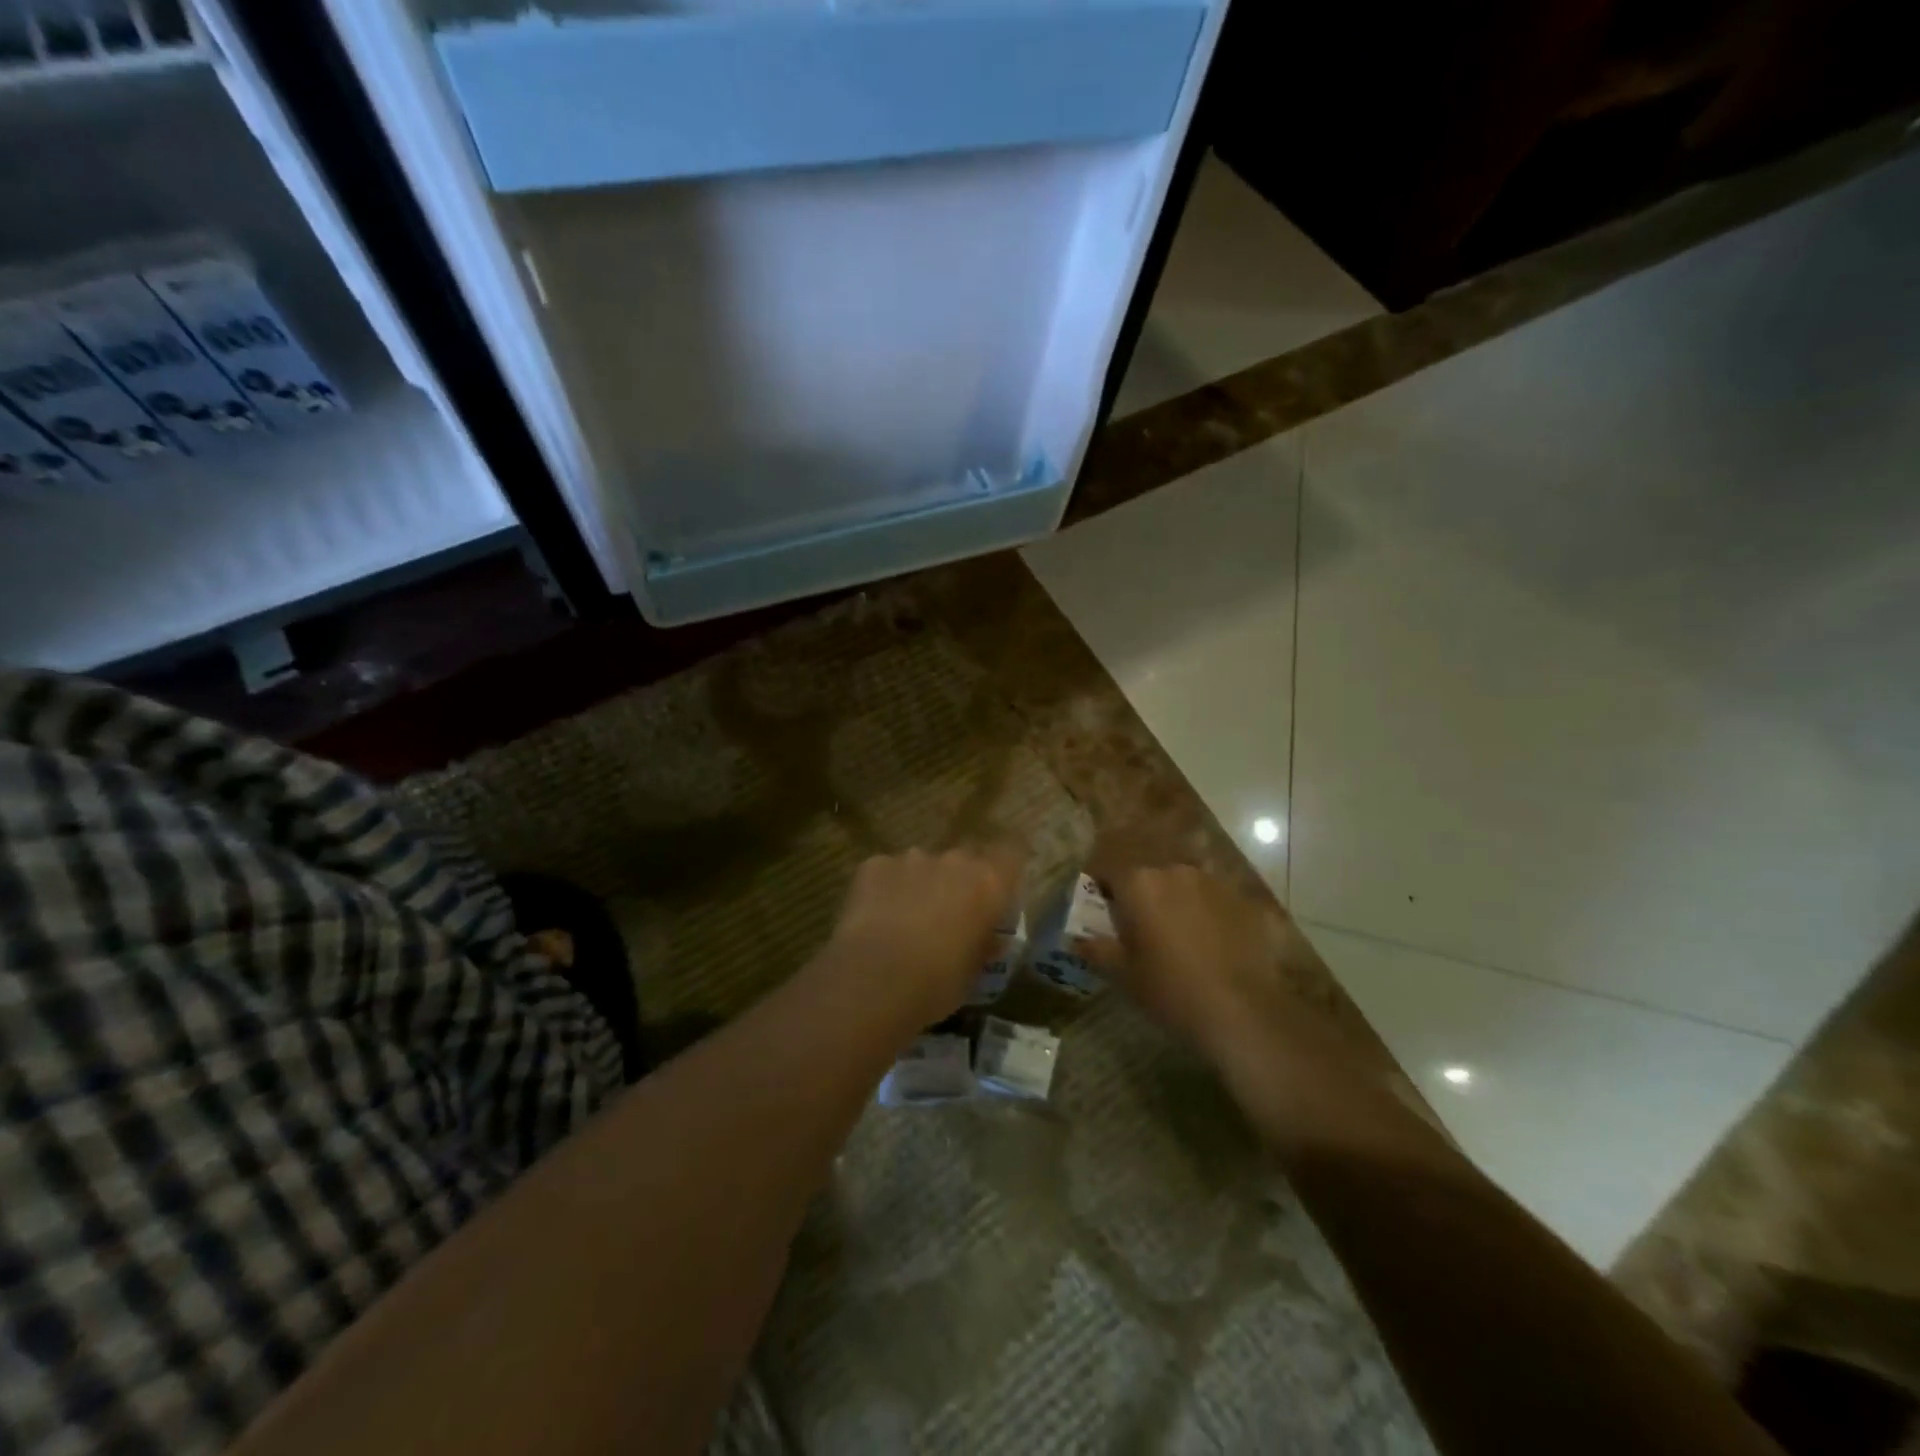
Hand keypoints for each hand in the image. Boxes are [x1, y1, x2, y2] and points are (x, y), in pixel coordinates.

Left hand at [824, 843, 1023, 1026]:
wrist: (874, 980)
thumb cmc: (937, 983)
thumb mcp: (974, 972)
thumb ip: (984, 943)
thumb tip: (989, 937)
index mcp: (988, 883)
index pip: (1011, 853)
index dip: (1005, 868)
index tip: (998, 891)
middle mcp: (954, 861)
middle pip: (965, 859)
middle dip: (959, 881)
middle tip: (949, 915)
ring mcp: (911, 858)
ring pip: (924, 865)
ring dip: (921, 885)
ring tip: (905, 921)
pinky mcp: (874, 865)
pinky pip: (888, 872)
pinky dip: (886, 889)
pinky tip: (876, 919)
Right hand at [1078, 857, 1360, 1074]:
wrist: (1240, 1010)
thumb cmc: (1169, 989)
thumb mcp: (1122, 973)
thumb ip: (1095, 948)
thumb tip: (1076, 938)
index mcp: (1138, 883)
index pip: (1107, 870)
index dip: (1100, 889)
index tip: (1100, 911)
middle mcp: (1173, 871)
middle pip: (1145, 875)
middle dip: (1138, 895)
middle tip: (1137, 929)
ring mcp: (1211, 882)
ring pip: (1179, 884)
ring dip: (1171, 901)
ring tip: (1175, 936)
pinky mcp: (1240, 900)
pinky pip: (1209, 899)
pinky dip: (1201, 912)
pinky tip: (1206, 943)